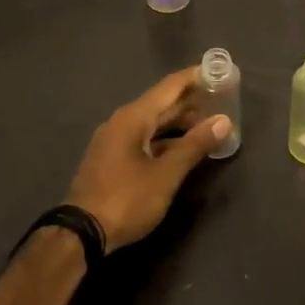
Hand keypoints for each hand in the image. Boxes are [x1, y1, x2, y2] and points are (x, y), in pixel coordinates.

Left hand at [64, 68, 230, 251]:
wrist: (81, 233)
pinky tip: (182, 149)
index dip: (194, 77)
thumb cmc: (127, 199)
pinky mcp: (112, 159)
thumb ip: (195, 145)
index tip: (218, 71)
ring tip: (208, 125)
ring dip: (179, 123)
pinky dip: (165, 139)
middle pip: (161, 103)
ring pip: (153, 123)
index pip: (169, 86)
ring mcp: (114, 141)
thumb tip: (223, 121)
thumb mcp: (166, 174)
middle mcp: (122, 122)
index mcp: (133, 117)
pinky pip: (144, 138)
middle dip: (191, 101)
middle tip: (221, 99)